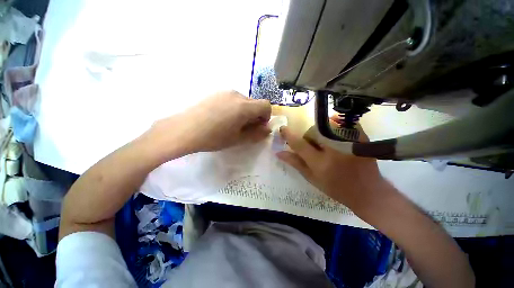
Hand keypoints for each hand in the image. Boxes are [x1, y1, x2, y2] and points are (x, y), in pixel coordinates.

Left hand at [148, 91, 271, 155]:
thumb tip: (267, 129)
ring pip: (243, 101)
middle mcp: (237, 94)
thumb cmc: (214, 137)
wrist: (184, 130)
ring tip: (231, 124)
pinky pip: (232, 99)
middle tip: (244, 128)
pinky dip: (234, 108)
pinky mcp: (215, 92)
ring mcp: (225, 92)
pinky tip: (222, 118)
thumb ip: (256, 134)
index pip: (266, 105)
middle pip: (255, 103)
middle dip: (255, 115)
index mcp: (244, 106)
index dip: (266, 117)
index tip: (258, 127)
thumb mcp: (238, 139)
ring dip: (244, 112)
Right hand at [276, 125, 384, 209]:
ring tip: (326, 145)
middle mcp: (334, 149)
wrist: (367, 191)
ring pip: (324, 126)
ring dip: (319, 134)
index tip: (282, 129)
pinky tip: (335, 137)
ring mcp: (348, 141)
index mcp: (321, 163)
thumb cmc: (336, 188)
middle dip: (308, 138)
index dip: (289, 135)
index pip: (300, 144)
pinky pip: (339, 122)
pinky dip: (333, 126)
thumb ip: (295, 163)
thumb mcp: (312, 178)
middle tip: (313, 149)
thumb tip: (279, 152)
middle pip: (312, 132)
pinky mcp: (359, 136)